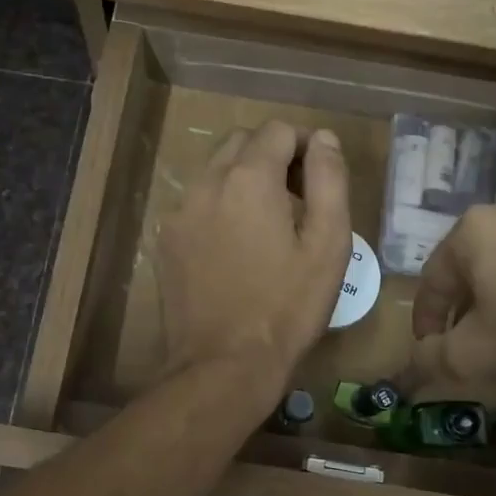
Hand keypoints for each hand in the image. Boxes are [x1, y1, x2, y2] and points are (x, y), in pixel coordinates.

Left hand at [158, 121, 351, 393]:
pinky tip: (235, 247)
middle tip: (297, 199)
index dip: (306, 146)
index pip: (278, 131)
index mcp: (249, 178)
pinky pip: (197, 203)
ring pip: (215, 170)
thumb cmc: (287, 307)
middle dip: (272, 157)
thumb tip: (323, 138)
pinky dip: (219, 206)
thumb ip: (329, 180)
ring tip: (267, 225)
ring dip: (244, 180)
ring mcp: (179, 211)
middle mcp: (206, 182)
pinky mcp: (166, 239)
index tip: (319, 180)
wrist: (223, 365)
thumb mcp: (329, 244)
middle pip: (241, 142)